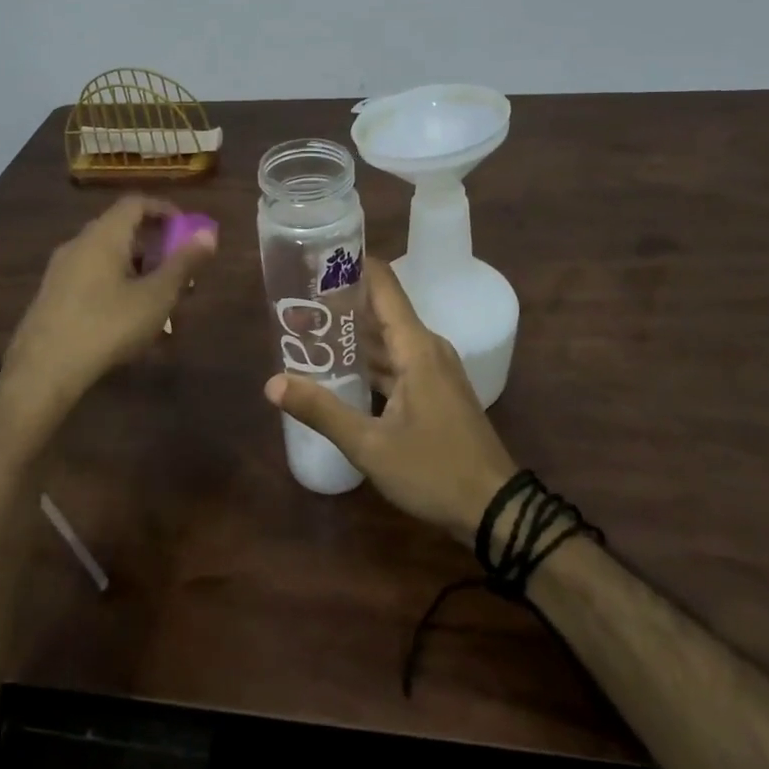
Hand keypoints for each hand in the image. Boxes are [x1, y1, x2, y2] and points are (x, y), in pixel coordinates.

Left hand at [0, 196, 217, 457]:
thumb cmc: (107, 326)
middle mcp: (78, 244)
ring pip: (107, 257)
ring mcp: (60, 270)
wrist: (42, 371)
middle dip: (155, 246)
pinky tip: (128, 320)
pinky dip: (116, 285)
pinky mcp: (51, 297)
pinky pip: (91, 278)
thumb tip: (208, 233)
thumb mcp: (156, 297)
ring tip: (158, 301)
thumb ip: (183, 263)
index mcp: (104, 235)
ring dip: (137, 270)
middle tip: (179, 271)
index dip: (165, 210)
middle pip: (121, 230)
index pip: (136, 203)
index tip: (187, 229)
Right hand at [265, 258, 516, 544]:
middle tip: (296, 302)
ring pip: (388, 339)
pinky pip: (397, 361)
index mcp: (416, 347)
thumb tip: (272, 383)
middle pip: (381, 310)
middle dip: (340, 303)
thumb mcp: (371, 446)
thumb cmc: (434, 471)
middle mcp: (427, 348)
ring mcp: (434, 369)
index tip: (316, 259)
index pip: (383, 284)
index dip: (352, 265)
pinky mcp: (435, 391)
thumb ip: (322, 411)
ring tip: (309, 330)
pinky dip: (369, 360)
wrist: (496, 510)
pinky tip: (340, 370)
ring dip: (353, 335)